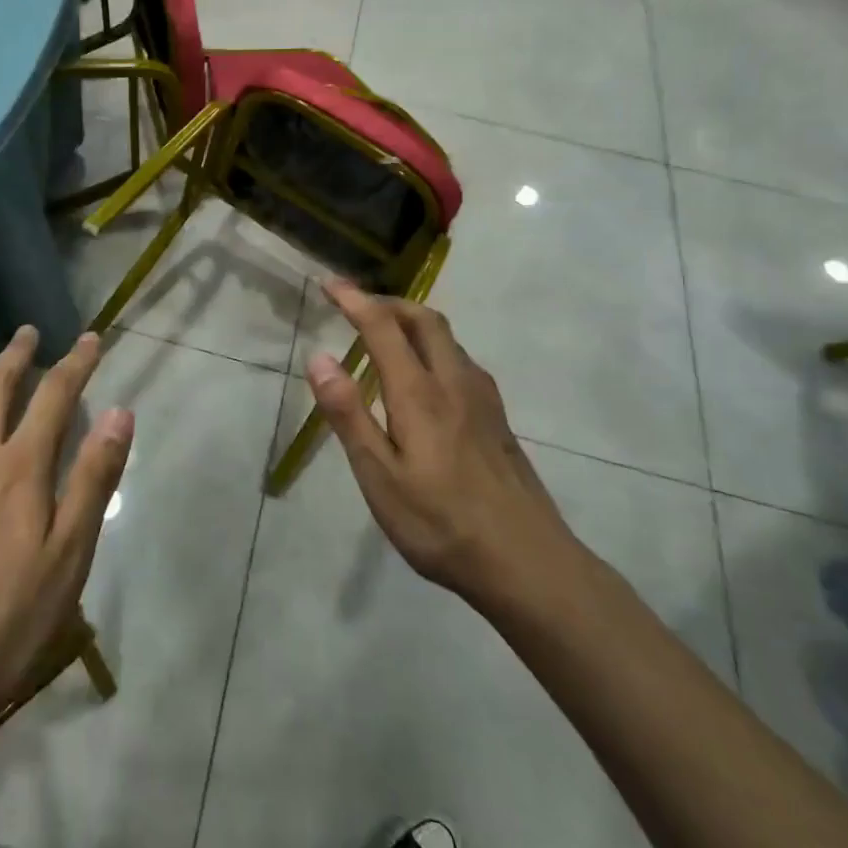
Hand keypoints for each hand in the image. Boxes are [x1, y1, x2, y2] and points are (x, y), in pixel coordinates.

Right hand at [307, 281, 583, 617]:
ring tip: (386, 336)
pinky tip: (426, 378)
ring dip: (414, 322)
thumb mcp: (380, 477)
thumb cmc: (442, 524)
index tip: (329, 283)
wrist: (529, 564)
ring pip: (448, 338)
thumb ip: (349, 415)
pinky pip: (461, 361)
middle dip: (388, 302)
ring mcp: (483, 399)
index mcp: (420, 393)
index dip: (354, 300)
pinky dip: (434, 347)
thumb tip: (318, 358)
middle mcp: (455, 382)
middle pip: (425, 319)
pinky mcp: (498, 418)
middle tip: (356, 306)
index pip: (383, 327)